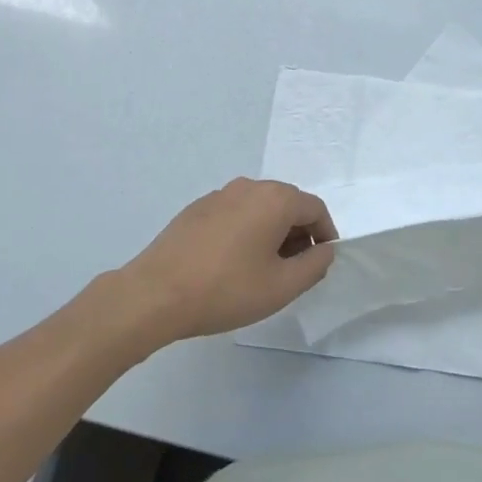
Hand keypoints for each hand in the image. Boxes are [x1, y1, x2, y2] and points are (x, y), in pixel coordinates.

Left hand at [110, 178, 338, 345]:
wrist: (155, 294)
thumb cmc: (226, 290)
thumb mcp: (282, 286)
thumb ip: (314, 265)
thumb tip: (325, 249)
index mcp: (274, 199)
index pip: (315, 208)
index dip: (325, 234)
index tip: (320, 263)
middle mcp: (248, 187)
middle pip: (287, 203)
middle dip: (298, 233)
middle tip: (294, 270)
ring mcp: (218, 195)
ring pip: (259, 208)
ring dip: (271, 232)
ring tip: (263, 270)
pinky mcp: (196, 209)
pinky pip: (234, 214)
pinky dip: (245, 231)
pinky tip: (232, 264)